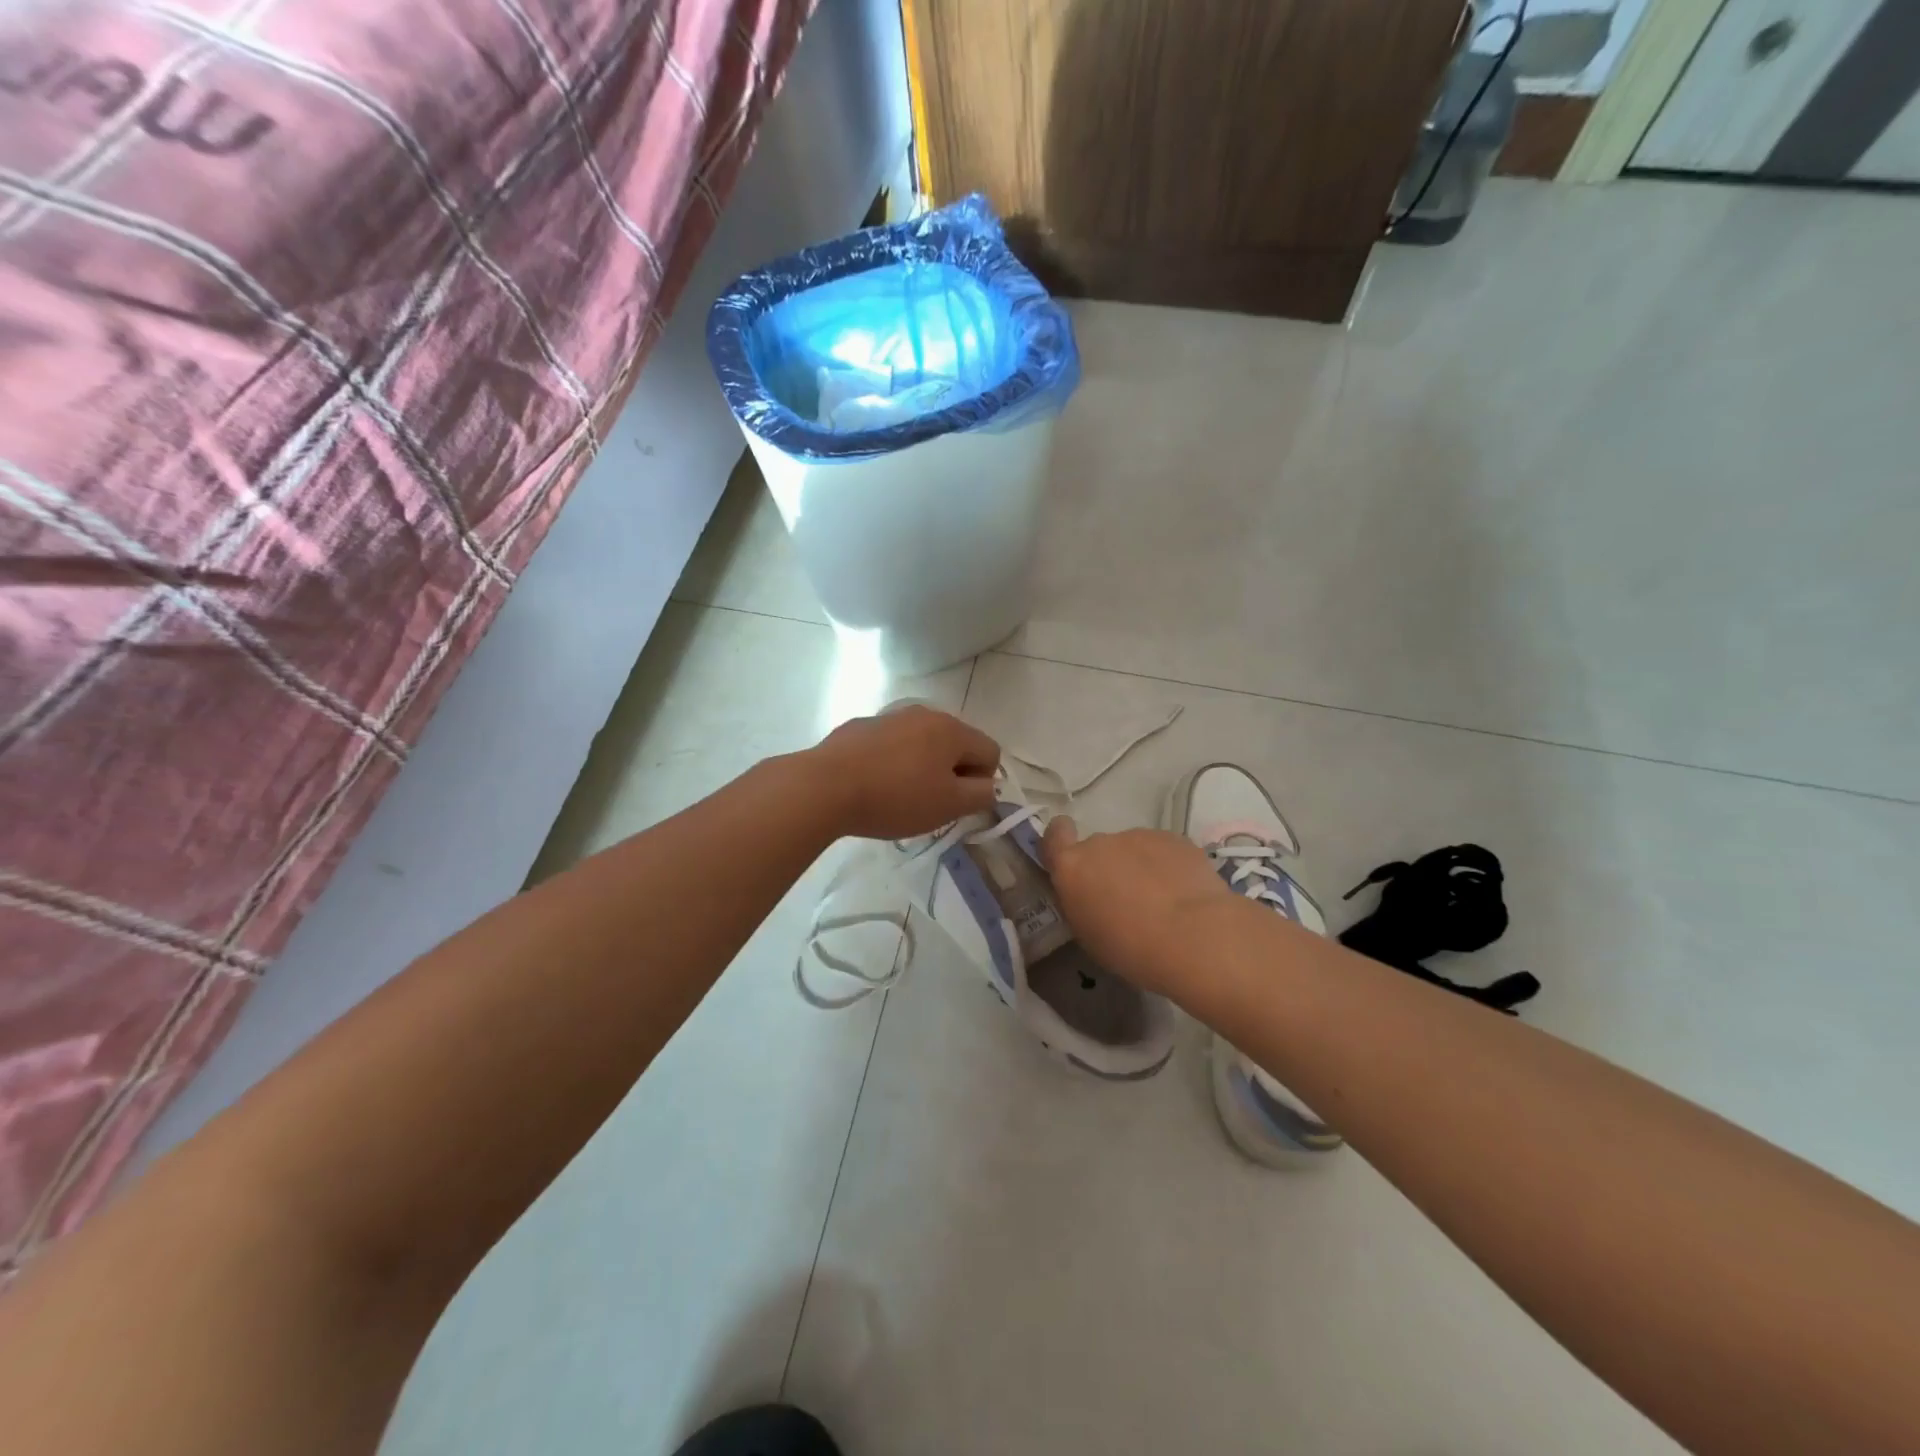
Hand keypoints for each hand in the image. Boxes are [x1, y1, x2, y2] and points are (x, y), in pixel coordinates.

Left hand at [810, 704, 999, 839]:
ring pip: (921, 743)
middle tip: (931, 803)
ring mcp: (890, 717)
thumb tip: (988, 786)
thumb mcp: (948, 806)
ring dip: (921, 767)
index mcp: (951, 729)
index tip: (957, 805)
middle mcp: (924, 713)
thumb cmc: (896, 798)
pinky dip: (892, 762)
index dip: (982, 783)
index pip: (990, 752)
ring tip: (899, 796)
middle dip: (952, 773)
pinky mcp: (860, 727)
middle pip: (956, 744)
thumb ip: (980, 795)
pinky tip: (873, 785)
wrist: (825, 786)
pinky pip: (891, 745)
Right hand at [1042, 816, 1236, 997]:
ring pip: (1133, 849)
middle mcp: (1100, 843)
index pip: (1054, 835)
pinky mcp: (1174, 838)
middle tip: (1127, 902)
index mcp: (1072, 868)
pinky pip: (1163, 850)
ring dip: (1140, 868)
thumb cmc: (1131, 949)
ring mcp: (1139, 836)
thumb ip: (1082, 902)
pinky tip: (1185, 894)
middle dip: (1108, 868)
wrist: (1194, 937)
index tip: (1071, 856)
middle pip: (1098, 849)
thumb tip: (1092, 893)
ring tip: (1163, 903)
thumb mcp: (1089, 934)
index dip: (1060, 840)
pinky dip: (1168, 866)